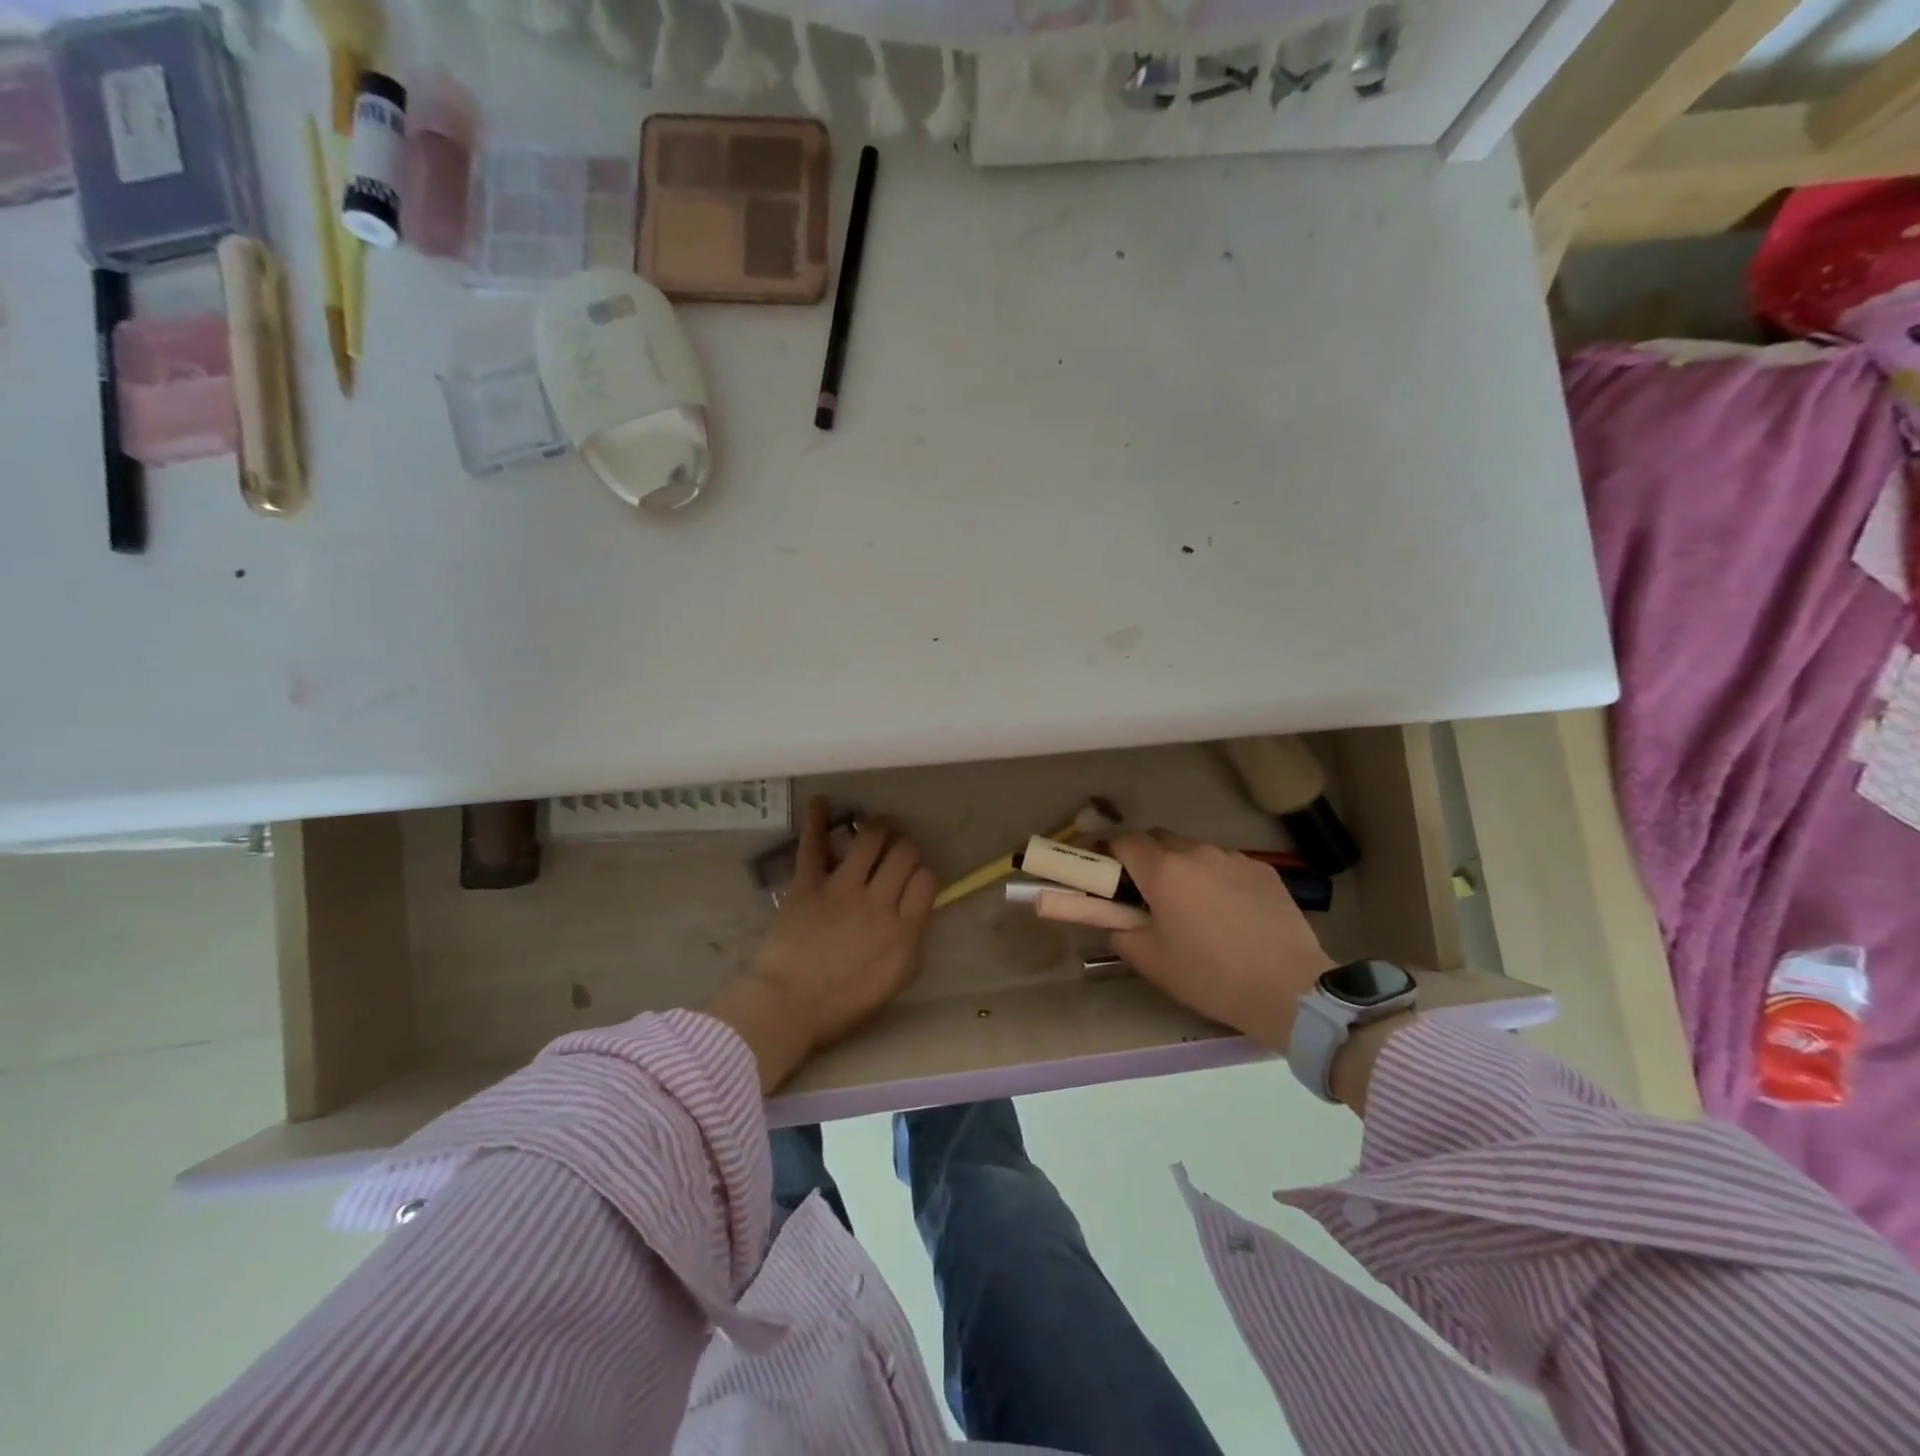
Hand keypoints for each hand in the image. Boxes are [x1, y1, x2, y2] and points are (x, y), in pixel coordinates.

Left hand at [707, 798, 937, 1091]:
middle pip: (905, 852)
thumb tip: (916, 908)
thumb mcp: (895, 979)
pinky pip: (814, 843)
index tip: (914, 879)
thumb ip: (911, 939)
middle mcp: (878, 901)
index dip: (924, 873)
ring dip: (877, 827)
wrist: (787, 1005)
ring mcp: (842, 888)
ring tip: (875, 827)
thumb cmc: (843, 1003)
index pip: (927, 879)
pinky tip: (821, 802)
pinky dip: (817, 819)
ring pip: (871, 837)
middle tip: (896, 851)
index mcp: (904, 930)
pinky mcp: (808, 883)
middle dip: (905, 847)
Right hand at [1108, 831, 1336, 1053]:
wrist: (1289, 989)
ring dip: (1183, 867)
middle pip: (1158, 838)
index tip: (1106, 874)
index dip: (1109, 853)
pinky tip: (1229, 912)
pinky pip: (1226, 864)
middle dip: (1145, 857)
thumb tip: (1116, 918)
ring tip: (1193, 906)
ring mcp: (1233, 858)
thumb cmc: (1210, 976)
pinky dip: (1216, 878)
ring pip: (1194, 850)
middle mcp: (1196, 852)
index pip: (1123, 841)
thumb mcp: (1151, 961)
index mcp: (1163, 871)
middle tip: (1147, 893)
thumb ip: (1120, 931)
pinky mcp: (1263, 869)